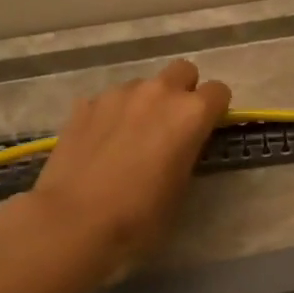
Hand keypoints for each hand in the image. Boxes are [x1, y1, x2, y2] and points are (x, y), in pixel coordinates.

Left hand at [29, 59, 231, 259]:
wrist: (75, 221)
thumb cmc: (141, 215)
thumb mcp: (181, 187)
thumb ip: (188, 152)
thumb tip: (181, 144)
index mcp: (191, 114)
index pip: (219, 91)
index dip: (215, 109)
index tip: (206, 129)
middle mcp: (158, 93)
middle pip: (183, 71)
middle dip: (184, 91)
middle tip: (173, 125)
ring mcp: (118, 94)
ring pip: (143, 85)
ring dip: (146, 102)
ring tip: (132, 137)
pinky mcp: (85, 104)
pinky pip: (110, 100)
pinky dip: (113, 114)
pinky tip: (102, 143)